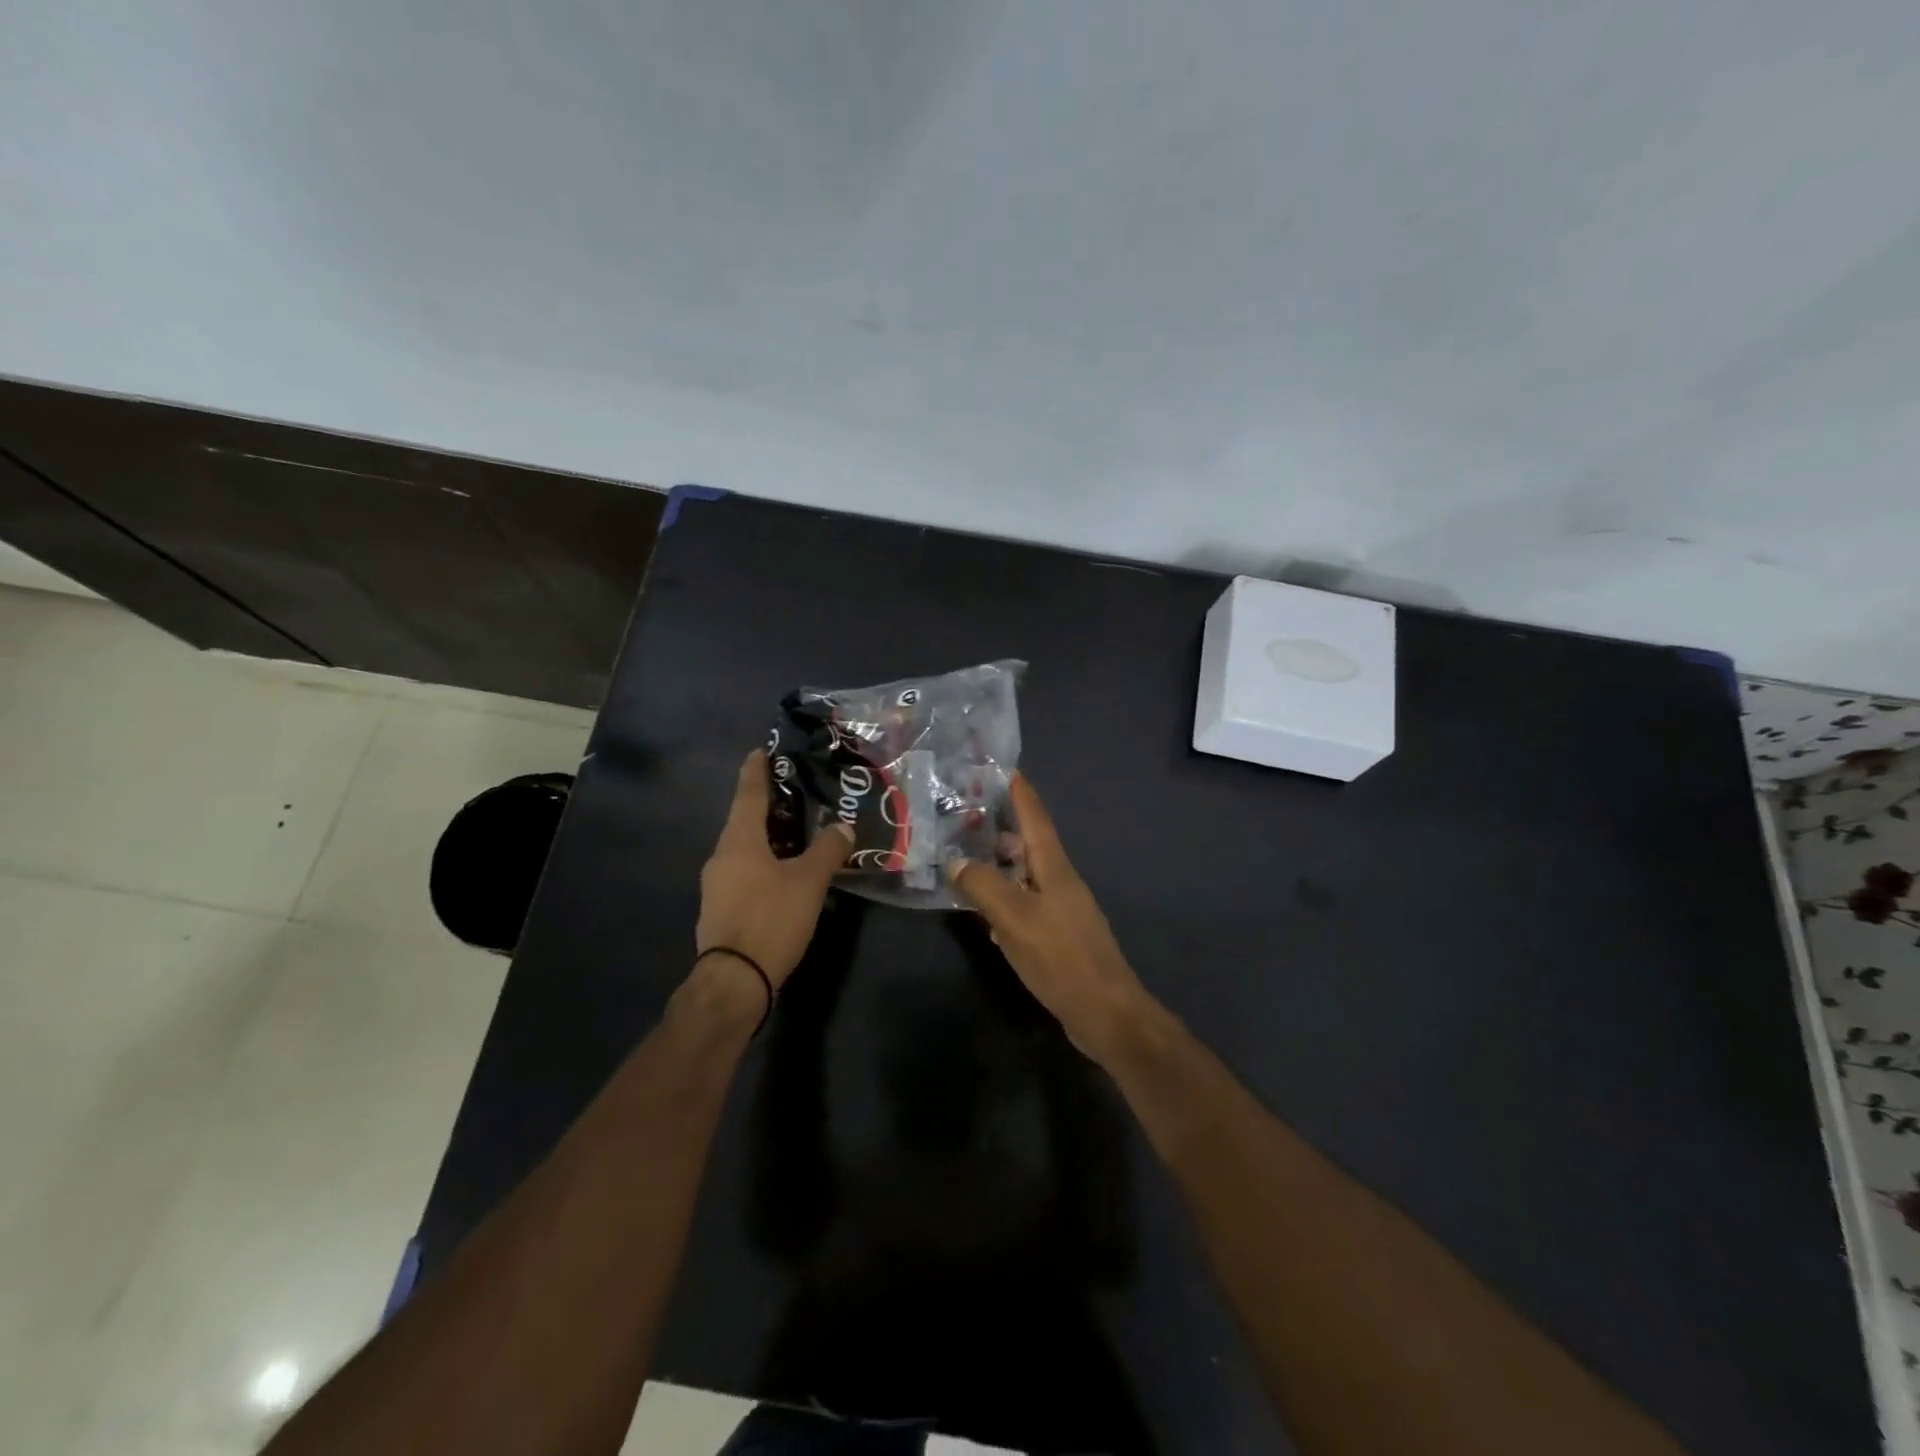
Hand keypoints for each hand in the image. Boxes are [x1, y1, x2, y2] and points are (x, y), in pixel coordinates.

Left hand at [696, 750, 852, 988]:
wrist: (733, 980)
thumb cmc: (770, 919)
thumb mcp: (808, 882)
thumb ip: (827, 850)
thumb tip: (843, 827)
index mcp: (739, 840)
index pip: (748, 793)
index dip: (756, 771)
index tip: (760, 750)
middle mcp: (722, 855)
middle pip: (745, 820)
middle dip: (768, 805)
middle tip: (795, 793)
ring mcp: (718, 884)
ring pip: (745, 848)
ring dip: (768, 836)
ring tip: (796, 832)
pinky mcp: (722, 908)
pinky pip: (744, 871)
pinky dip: (764, 862)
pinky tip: (784, 872)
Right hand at [949, 775, 1153, 1062]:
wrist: (1105, 1012)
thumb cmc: (1060, 957)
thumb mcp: (1015, 917)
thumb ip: (983, 885)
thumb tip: (955, 861)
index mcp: (1054, 867)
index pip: (1035, 817)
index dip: (1020, 792)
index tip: (1003, 767)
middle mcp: (1059, 881)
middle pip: (1028, 844)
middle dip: (1000, 827)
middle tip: (965, 815)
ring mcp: (1060, 909)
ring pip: (1024, 875)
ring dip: (999, 864)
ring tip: (965, 857)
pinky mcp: (1057, 935)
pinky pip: (1025, 904)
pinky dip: (1004, 898)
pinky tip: (983, 910)